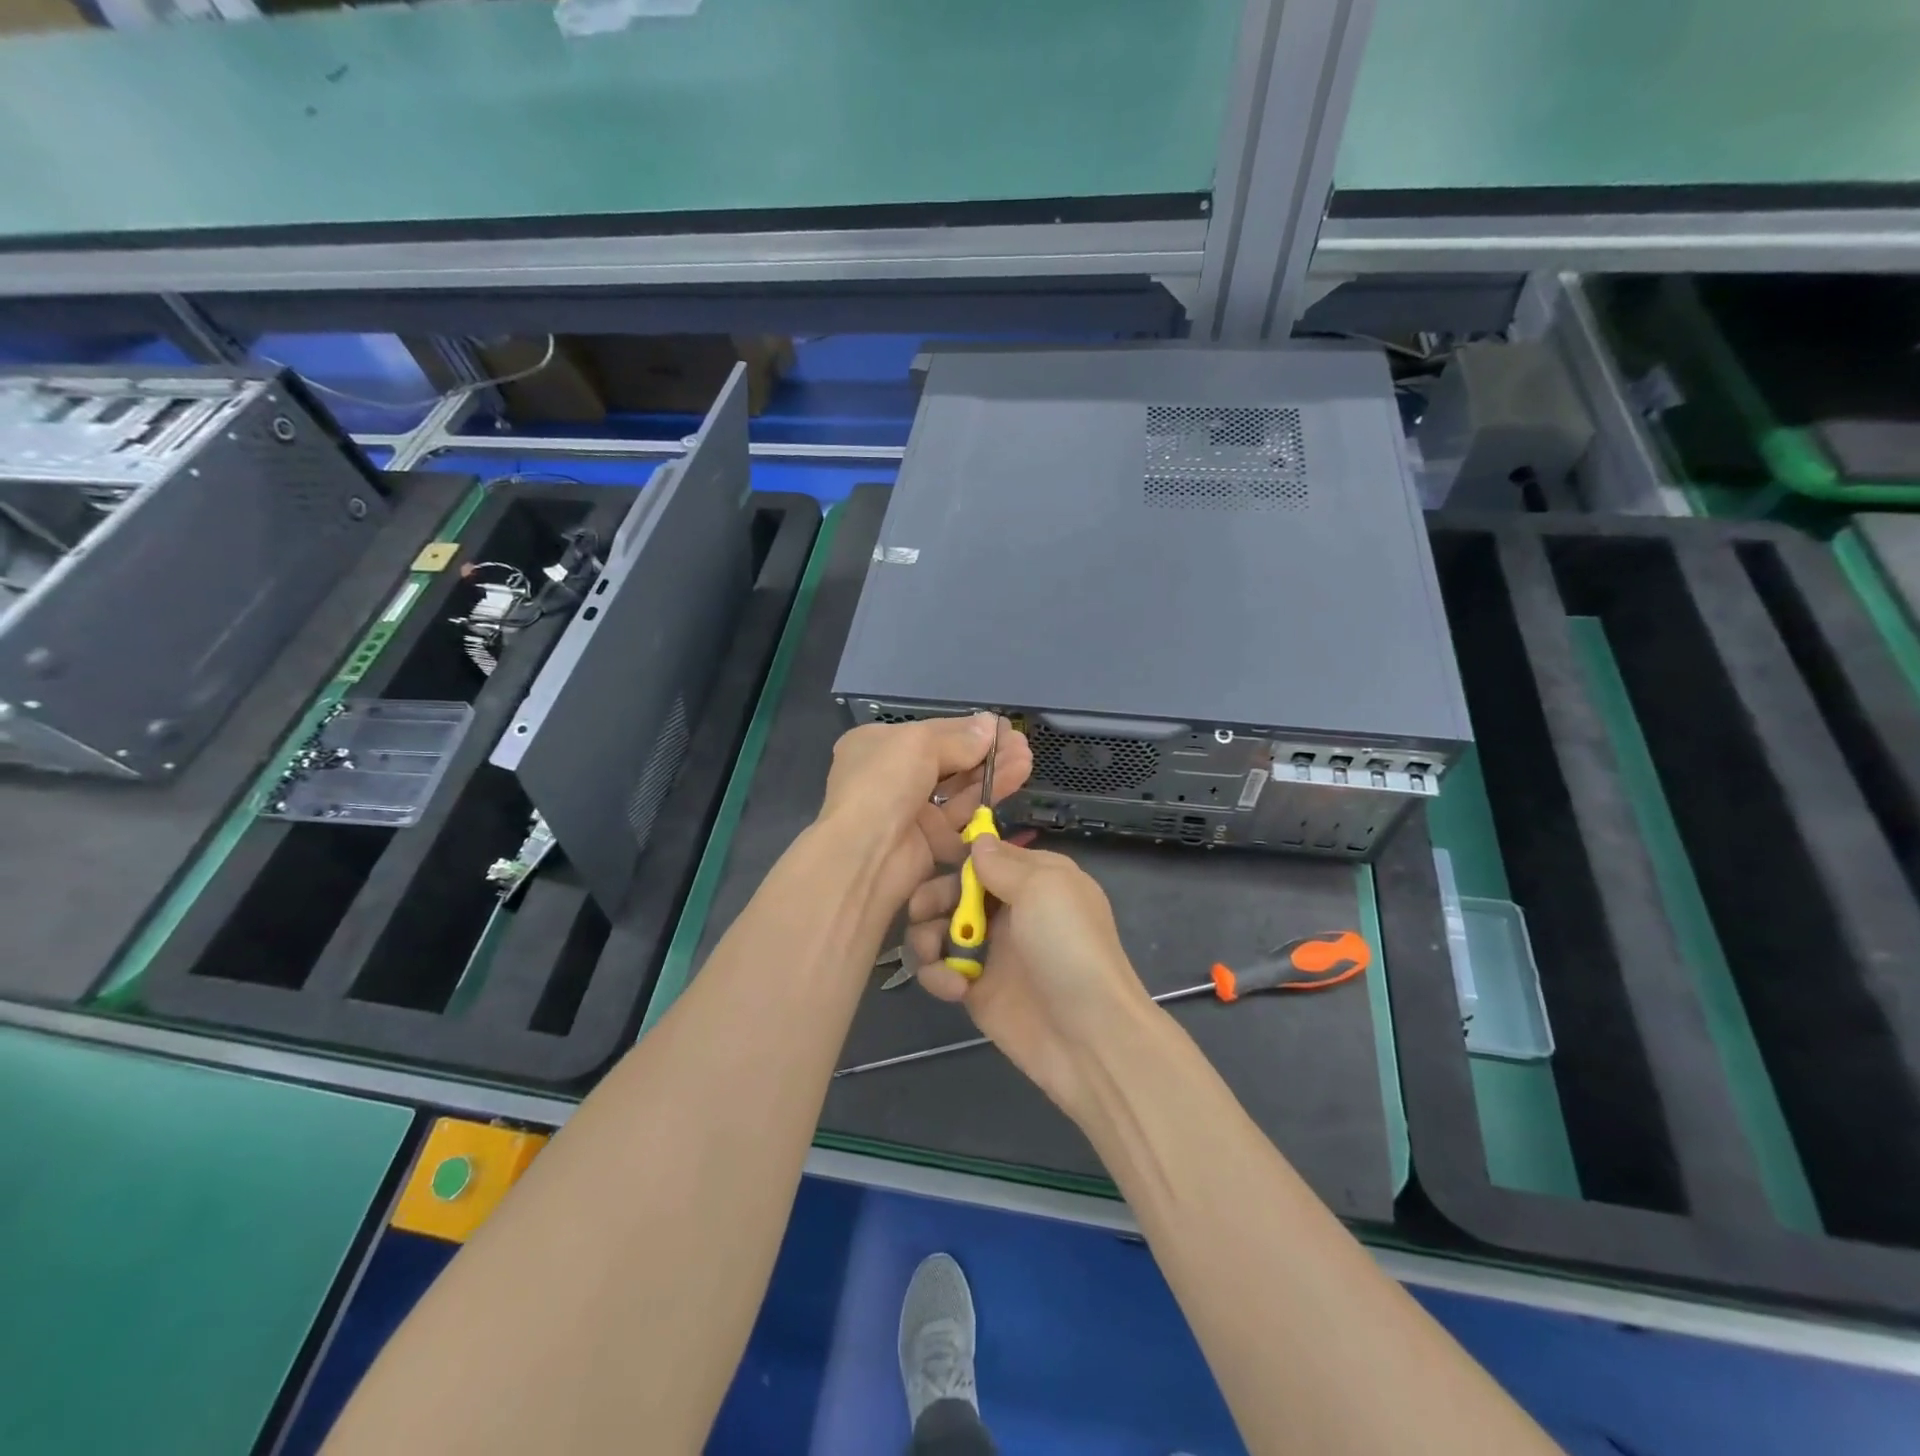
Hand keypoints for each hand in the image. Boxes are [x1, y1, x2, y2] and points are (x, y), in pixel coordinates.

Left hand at [817, 714, 1032, 922]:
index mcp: (877, 745)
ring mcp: (910, 810)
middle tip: (1021, 743)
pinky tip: (1015, 779)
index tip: (1001, 727)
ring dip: (992, 772)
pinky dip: (988, 798)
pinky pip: (962, 816)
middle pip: (948, 760)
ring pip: (959, 788)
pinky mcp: (929, 841)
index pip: (930, 732)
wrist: (865, 854)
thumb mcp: (919, 744)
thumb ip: (959, 737)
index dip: (966, 729)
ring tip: (1026, 758)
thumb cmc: (884, 783)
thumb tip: (991, 725)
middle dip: (985, 751)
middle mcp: (892, 776)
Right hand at [905, 837, 1154, 1115]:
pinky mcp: (975, 990)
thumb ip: (1003, 864)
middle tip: (920, 910)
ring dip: (927, 937)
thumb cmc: (1069, 947)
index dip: (959, 857)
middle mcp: (1011, 910)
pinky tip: (954, 988)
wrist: (1089, 1036)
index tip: (932, 858)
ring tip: (933, 953)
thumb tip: (978, 841)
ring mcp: (992, 951)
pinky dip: (937, 975)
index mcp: (1035, 879)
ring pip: (940, 929)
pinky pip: (940, 971)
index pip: (988, 856)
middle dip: (933, 897)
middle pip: (955, 891)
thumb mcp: (1043, 888)